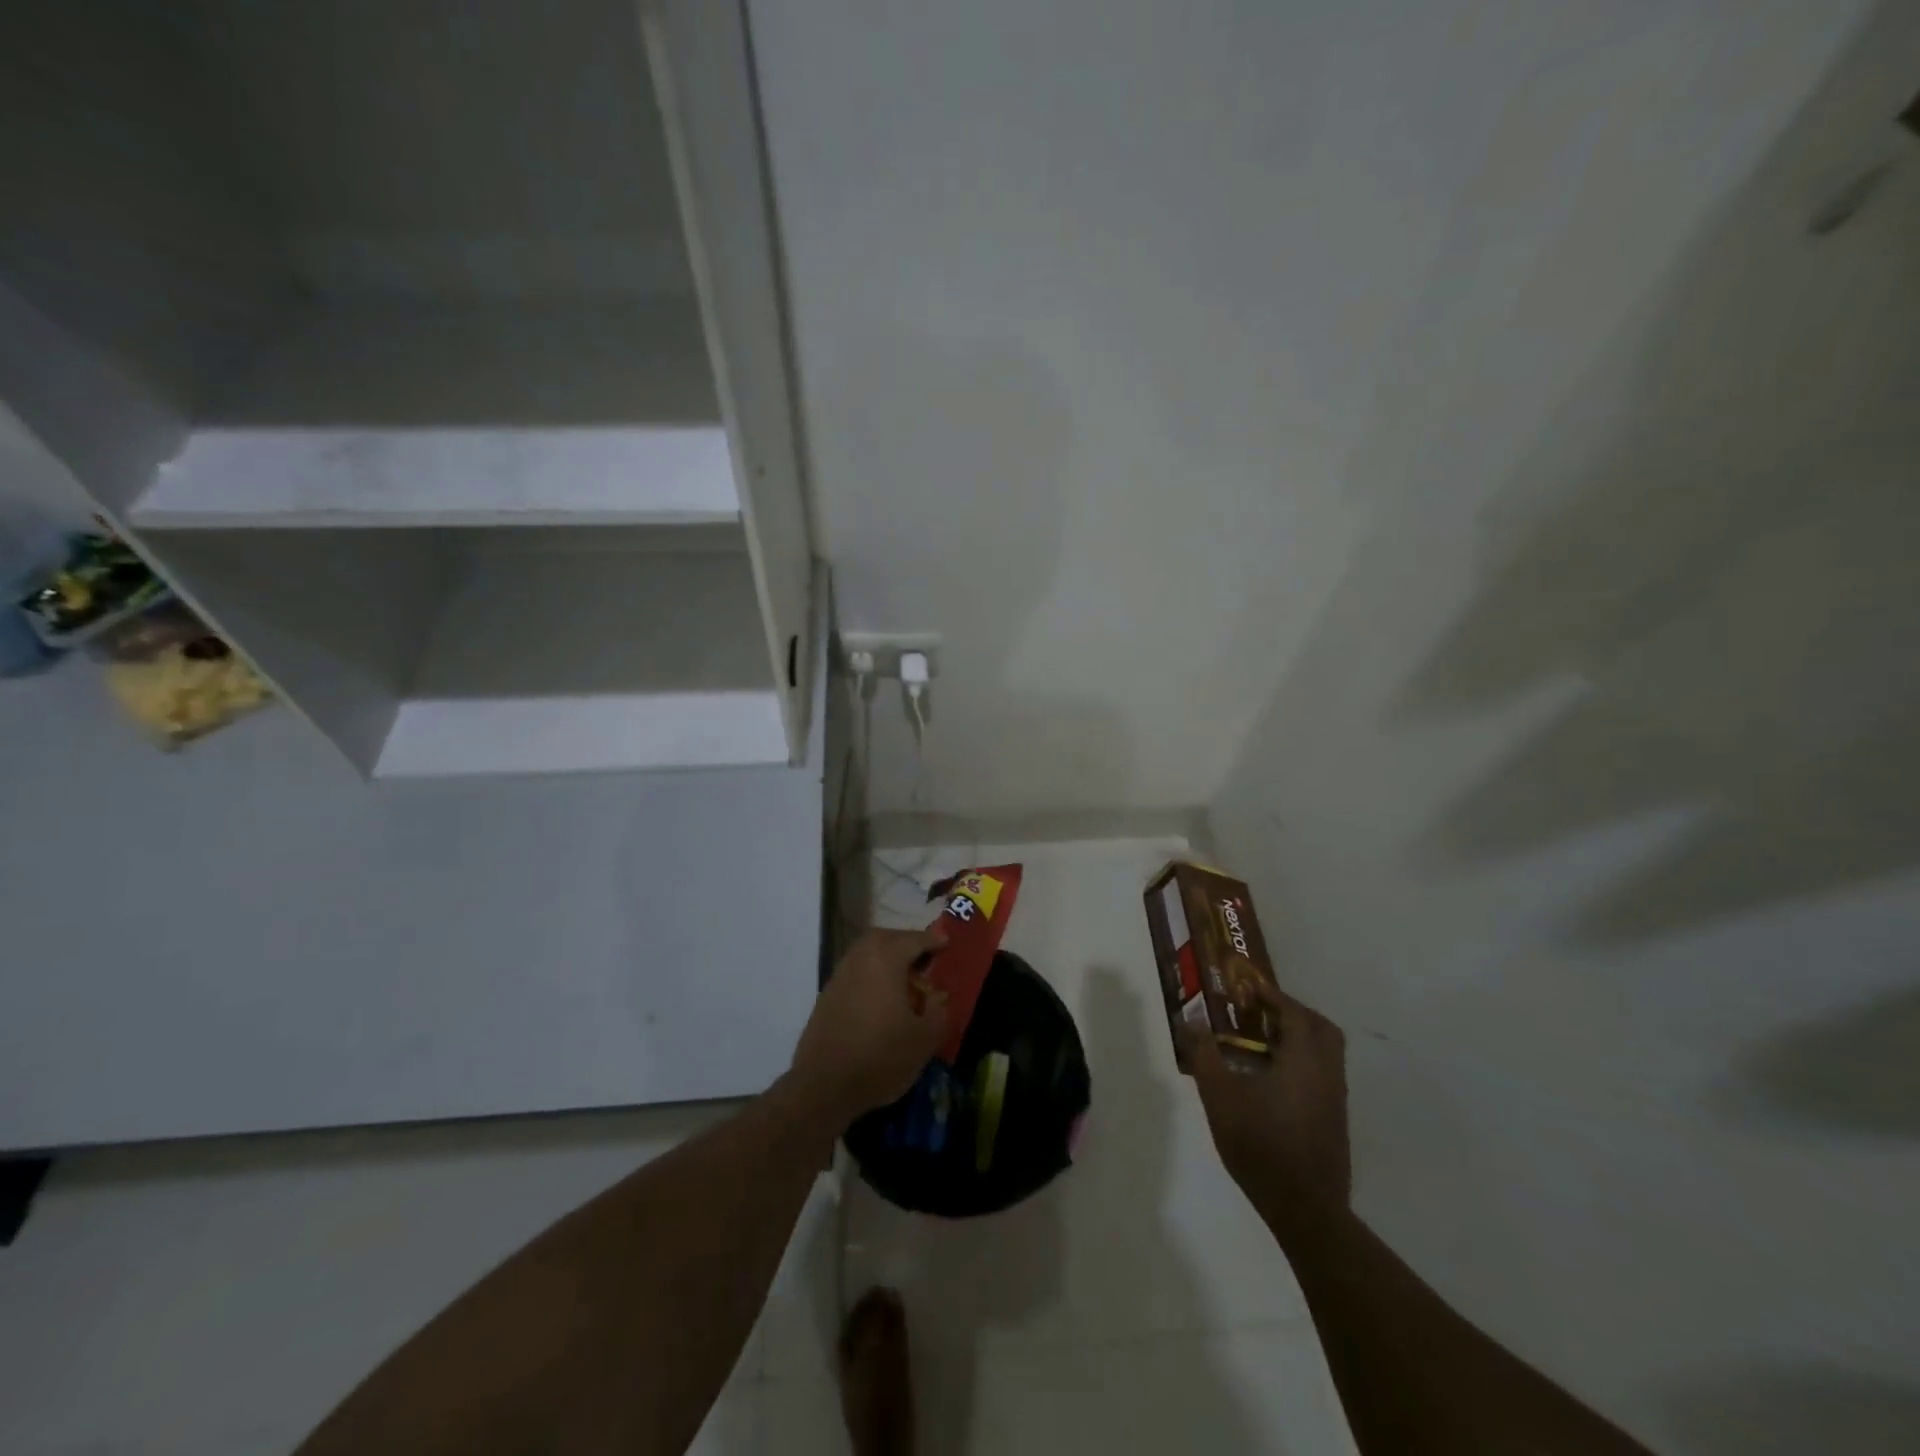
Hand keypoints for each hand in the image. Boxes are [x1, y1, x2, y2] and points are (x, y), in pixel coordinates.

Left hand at [790, 927, 949, 1129]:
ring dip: (886, 957)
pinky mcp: (827, 995)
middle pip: (885, 938)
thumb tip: (938, 1000)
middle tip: (923, 956)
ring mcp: (840, 975)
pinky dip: (871, 974)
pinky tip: (880, 997)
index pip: (914, 940)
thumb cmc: (880, 1056)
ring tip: (904, 977)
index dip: (933, 940)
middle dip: (906, 942)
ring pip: (867, 953)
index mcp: (886, 959)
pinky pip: (855, 971)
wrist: (824, 1085)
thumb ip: (938, 1013)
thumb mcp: (924, 1039)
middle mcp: (860, 958)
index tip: (946, 942)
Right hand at [1183, 982, 1350, 1228]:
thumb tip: (1191, 1021)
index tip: (1248, 988)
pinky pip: (1323, 1074)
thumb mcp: (1219, 1095)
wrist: (1304, 1208)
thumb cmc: (1259, 1143)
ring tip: (1262, 1042)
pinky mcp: (1335, 1121)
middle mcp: (1327, 1072)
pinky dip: (1303, 1062)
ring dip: (1300, 1038)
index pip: (1294, 1012)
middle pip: (1320, 1028)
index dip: (1272, 996)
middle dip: (1293, 1012)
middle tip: (1261, 1011)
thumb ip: (1205, 1054)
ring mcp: (1336, 1099)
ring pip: (1326, 1053)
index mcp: (1304, 1059)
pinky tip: (1273, 1079)